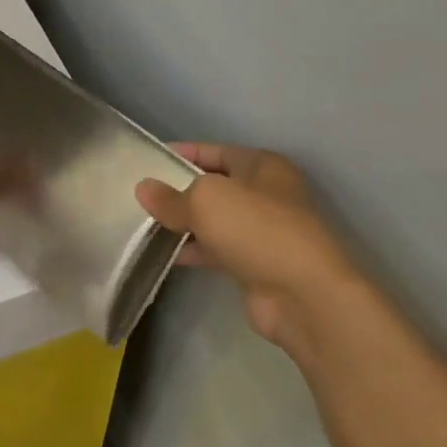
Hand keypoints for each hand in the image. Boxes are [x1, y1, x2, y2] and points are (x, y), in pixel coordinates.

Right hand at [136, 145, 360, 350]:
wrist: (304, 295)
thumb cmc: (257, 229)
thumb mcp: (205, 201)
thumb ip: (170, 196)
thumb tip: (143, 189)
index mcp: (262, 166)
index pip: (215, 150)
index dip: (183, 152)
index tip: (150, 158)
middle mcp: (267, 194)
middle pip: (215, 185)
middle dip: (180, 189)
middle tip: (143, 193)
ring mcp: (264, 232)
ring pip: (215, 219)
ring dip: (185, 221)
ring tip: (146, 221)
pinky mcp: (257, 264)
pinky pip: (218, 248)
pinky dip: (195, 248)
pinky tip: (167, 251)